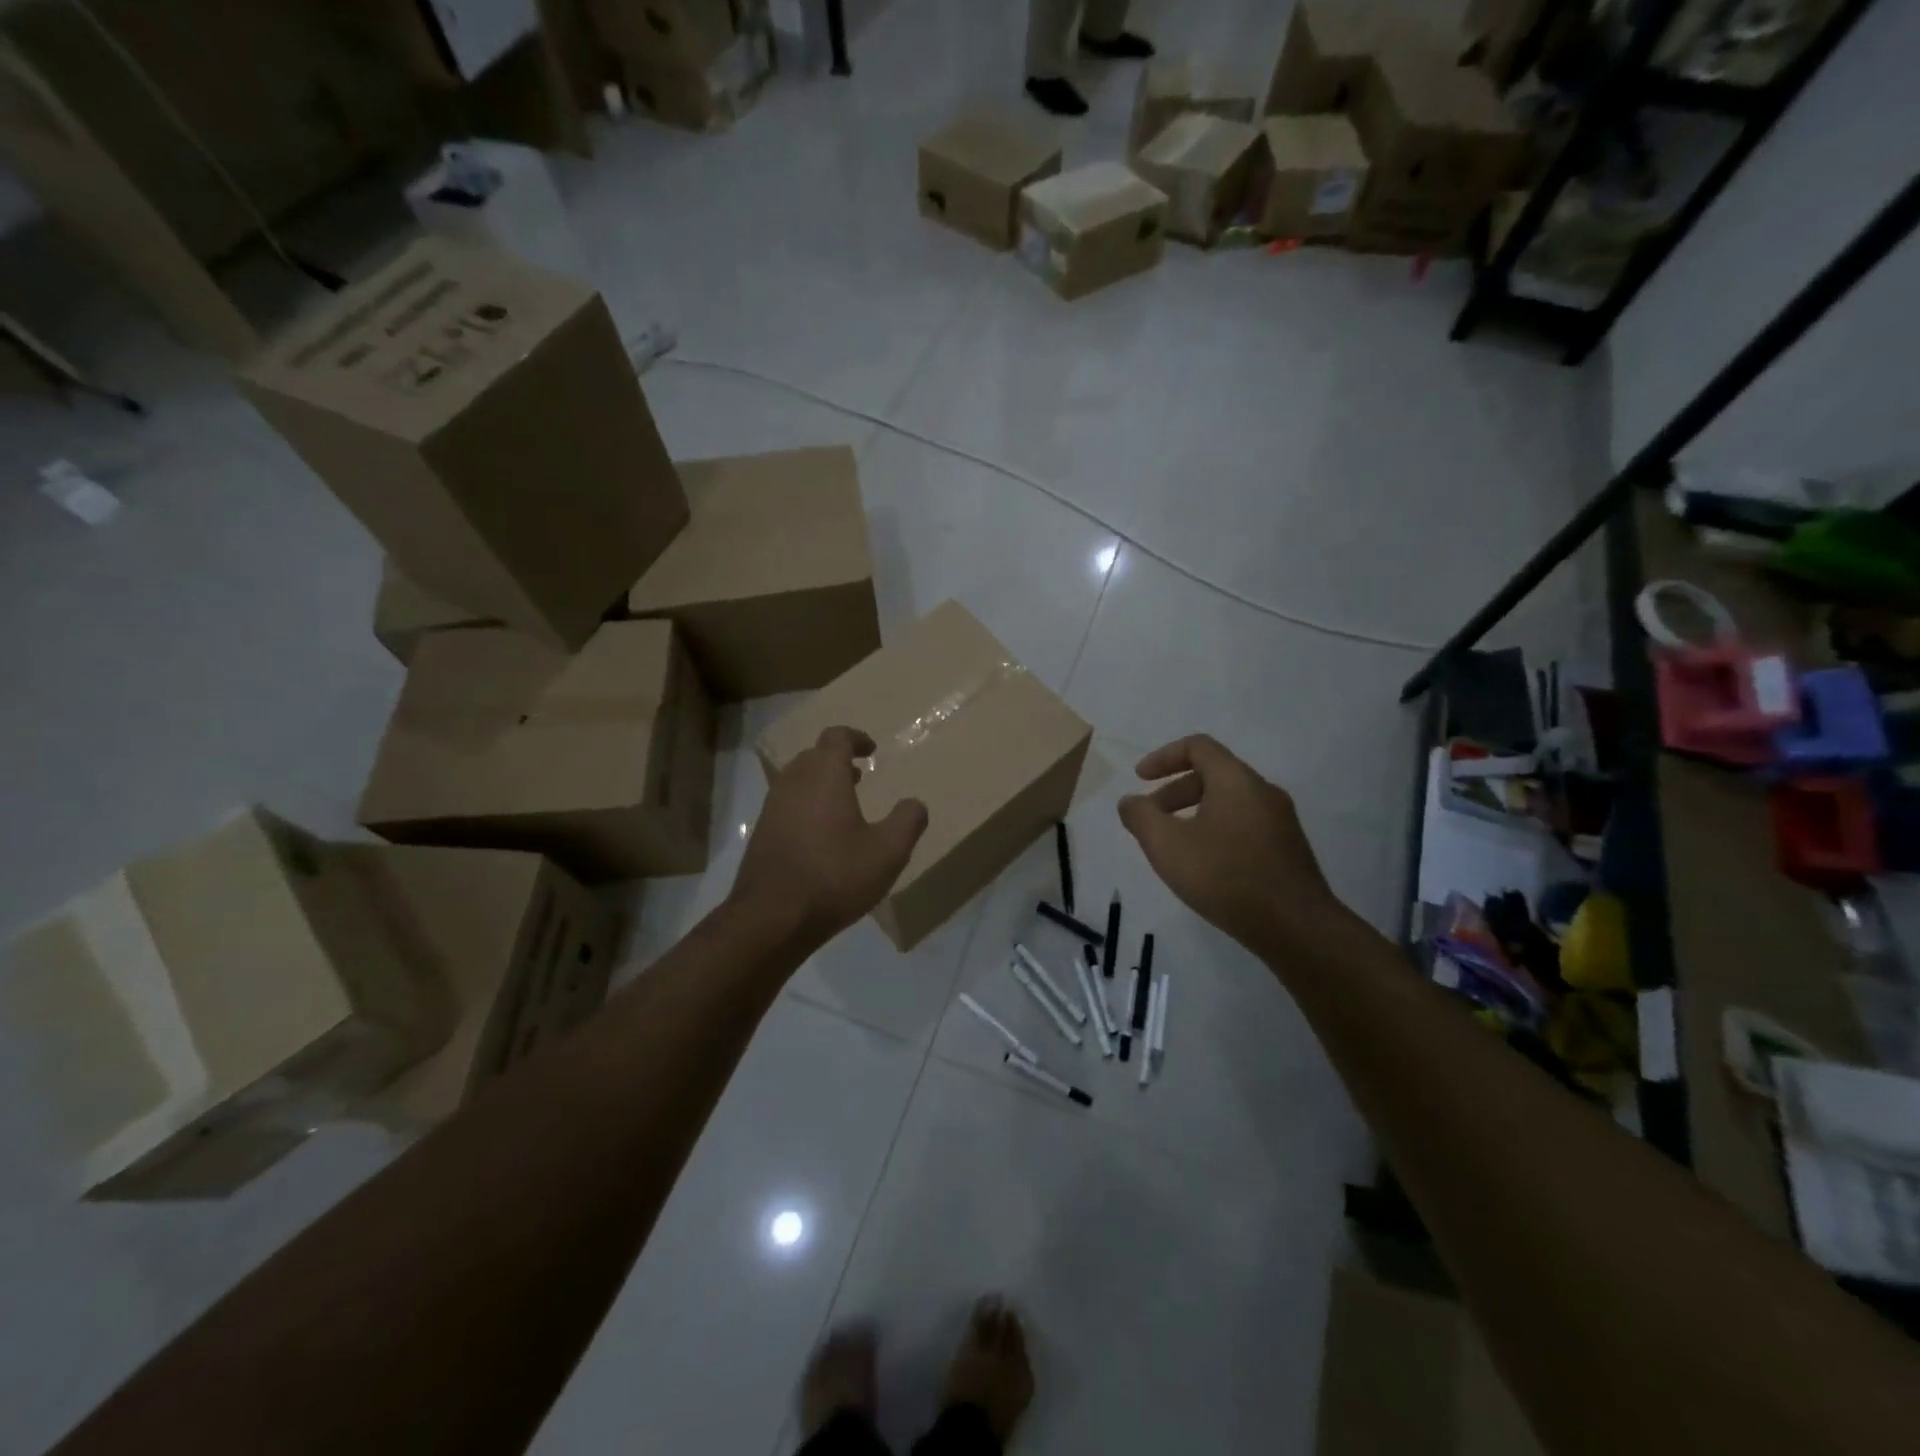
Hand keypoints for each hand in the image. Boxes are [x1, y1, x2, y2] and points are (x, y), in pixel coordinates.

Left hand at [730, 726, 928, 951]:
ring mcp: (772, 808)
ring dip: (820, 783)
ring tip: (843, 804)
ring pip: (797, 780)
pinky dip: (806, 805)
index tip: (872, 750)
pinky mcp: (761, 833)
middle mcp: (794, 782)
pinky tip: (821, 835)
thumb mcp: (887, 852)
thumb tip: (915, 803)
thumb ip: (907, 822)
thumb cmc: (835, 876)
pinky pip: (786, 804)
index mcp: (824, 776)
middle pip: (814, 756)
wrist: (772, 917)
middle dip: (837, 760)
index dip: (856, 738)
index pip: (836, 737)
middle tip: (859, 776)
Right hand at [1117, 735, 1355, 960]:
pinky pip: (1244, 824)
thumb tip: (1130, 801)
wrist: (1296, 928)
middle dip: (1174, 791)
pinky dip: (1216, 830)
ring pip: (1229, 802)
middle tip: (1151, 819)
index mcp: (1236, 780)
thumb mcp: (1167, 846)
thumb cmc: (1225, 877)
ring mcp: (1280, 821)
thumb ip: (1141, 817)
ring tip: (1174, 846)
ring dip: (1194, 813)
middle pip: (1213, 774)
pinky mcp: (1287, 849)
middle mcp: (1263, 791)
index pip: (1198, 747)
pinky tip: (1205, 866)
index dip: (1163, 757)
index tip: (1140, 779)